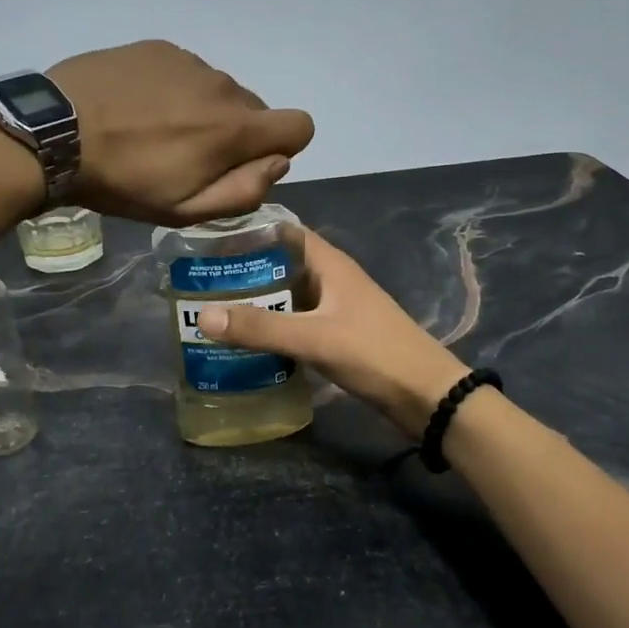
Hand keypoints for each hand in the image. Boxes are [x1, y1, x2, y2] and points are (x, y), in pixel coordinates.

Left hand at [47, 41, 314, 224]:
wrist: (55, 132)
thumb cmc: (123, 181)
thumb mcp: (185, 209)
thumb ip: (244, 191)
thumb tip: (278, 164)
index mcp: (235, 128)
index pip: (300, 125)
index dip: (282, 148)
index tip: (245, 163)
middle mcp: (224, 85)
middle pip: (255, 109)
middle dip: (235, 134)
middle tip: (187, 156)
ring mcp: (190, 61)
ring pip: (219, 90)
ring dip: (204, 111)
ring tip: (155, 131)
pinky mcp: (159, 47)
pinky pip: (188, 71)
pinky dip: (176, 90)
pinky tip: (138, 106)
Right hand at [195, 227, 468, 436]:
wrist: (426, 395)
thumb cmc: (373, 353)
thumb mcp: (313, 337)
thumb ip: (260, 327)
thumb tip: (202, 317)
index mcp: (330, 264)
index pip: (286, 232)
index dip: (251, 231)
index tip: (211, 240)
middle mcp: (333, 280)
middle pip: (284, 265)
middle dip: (247, 271)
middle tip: (202, 281)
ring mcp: (338, 310)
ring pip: (290, 297)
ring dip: (260, 302)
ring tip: (216, 310)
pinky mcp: (339, 337)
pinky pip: (299, 324)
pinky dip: (275, 328)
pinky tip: (249, 342)